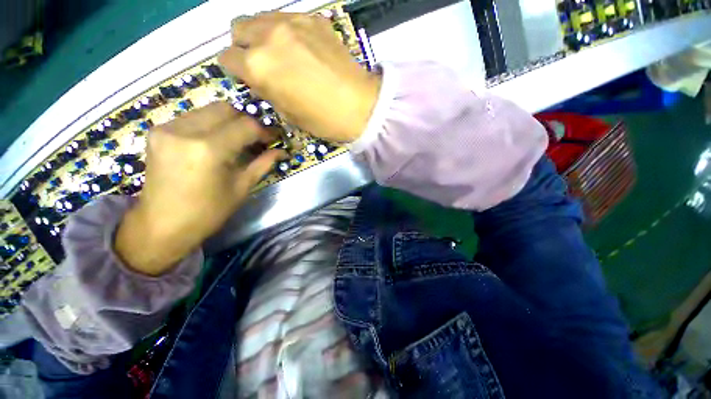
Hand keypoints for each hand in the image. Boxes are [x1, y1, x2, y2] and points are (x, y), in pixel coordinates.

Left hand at [115, 102, 282, 274]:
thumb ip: (262, 164)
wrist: (162, 225)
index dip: (264, 130)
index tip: (274, 139)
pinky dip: (211, 125)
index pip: (245, 126)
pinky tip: (216, 141)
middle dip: (247, 121)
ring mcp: (167, 128)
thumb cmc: (207, 212)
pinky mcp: (158, 131)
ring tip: (238, 140)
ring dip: (229, 122)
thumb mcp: (241, 188)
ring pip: (208, 110)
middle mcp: (184, 131)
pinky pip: (193, 117)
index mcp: (208, 149)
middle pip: (226, 109)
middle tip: (257, 138)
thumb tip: (282, 151)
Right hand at [218, 12, 380, 142]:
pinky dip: (285, 31)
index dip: (234, 69)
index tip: (245, 76)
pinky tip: (301, 47)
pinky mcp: (314, 19)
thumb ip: (266, 89)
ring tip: (281, 53)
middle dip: (244, 47)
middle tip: (262, 63)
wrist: (360, 107)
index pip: (227, 58)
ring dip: (262, 35)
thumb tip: (258, 77)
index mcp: (258, 67)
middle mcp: (268, 37)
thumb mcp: (288, 113)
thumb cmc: (323, 120)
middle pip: (238, 29)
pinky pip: (287, 17)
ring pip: (260, 18)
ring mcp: (292, 22)